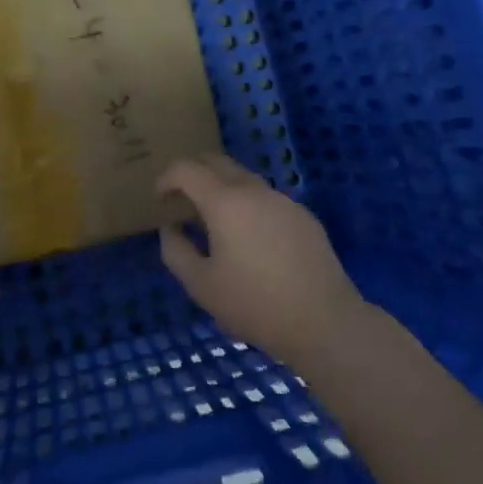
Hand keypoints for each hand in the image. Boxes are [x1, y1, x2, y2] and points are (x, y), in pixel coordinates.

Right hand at [157, 156, 363, 371]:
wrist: (324, 322)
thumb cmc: (255, 304)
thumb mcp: (201, 285)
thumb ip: (176, 250)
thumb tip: (170, 227)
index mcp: (225, 201)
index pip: (186, 169)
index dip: (166, 178)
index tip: (158, 198)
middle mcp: (254, 190)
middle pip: (216, 161)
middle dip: (192, 172)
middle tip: (180, 199)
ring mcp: (283, 200)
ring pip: (243, 177)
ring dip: (220, 187)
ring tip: (213, 220)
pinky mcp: (303, 216)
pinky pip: (266, 198)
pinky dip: (247, 204)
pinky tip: (249, 238)